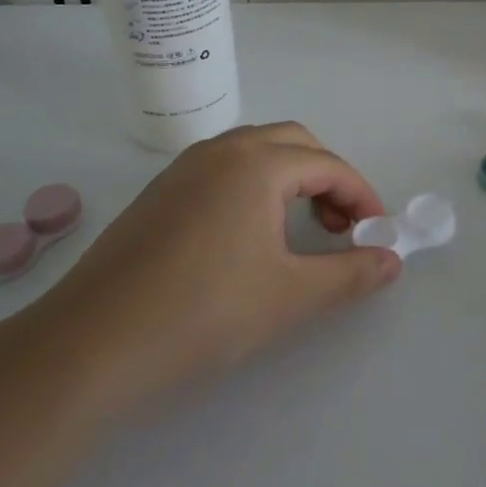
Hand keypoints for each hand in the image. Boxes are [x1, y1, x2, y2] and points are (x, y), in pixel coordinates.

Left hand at [33, 122, 400, 404]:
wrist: (92, 343)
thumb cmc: (203, 312)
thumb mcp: (290, 296)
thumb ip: (349, 274)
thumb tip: (392, 261)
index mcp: (257, 163)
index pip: (328, 165)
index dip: (361, 196)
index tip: (377, 232)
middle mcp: (222, 150)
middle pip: (294, 143)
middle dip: (328, 178)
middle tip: (340, 226)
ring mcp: (184, 168)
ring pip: (255, 151)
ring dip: (290, 178)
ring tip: (300, 228)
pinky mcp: (159, 191)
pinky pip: (223, 168)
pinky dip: (254, 185)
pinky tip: (248, 234)